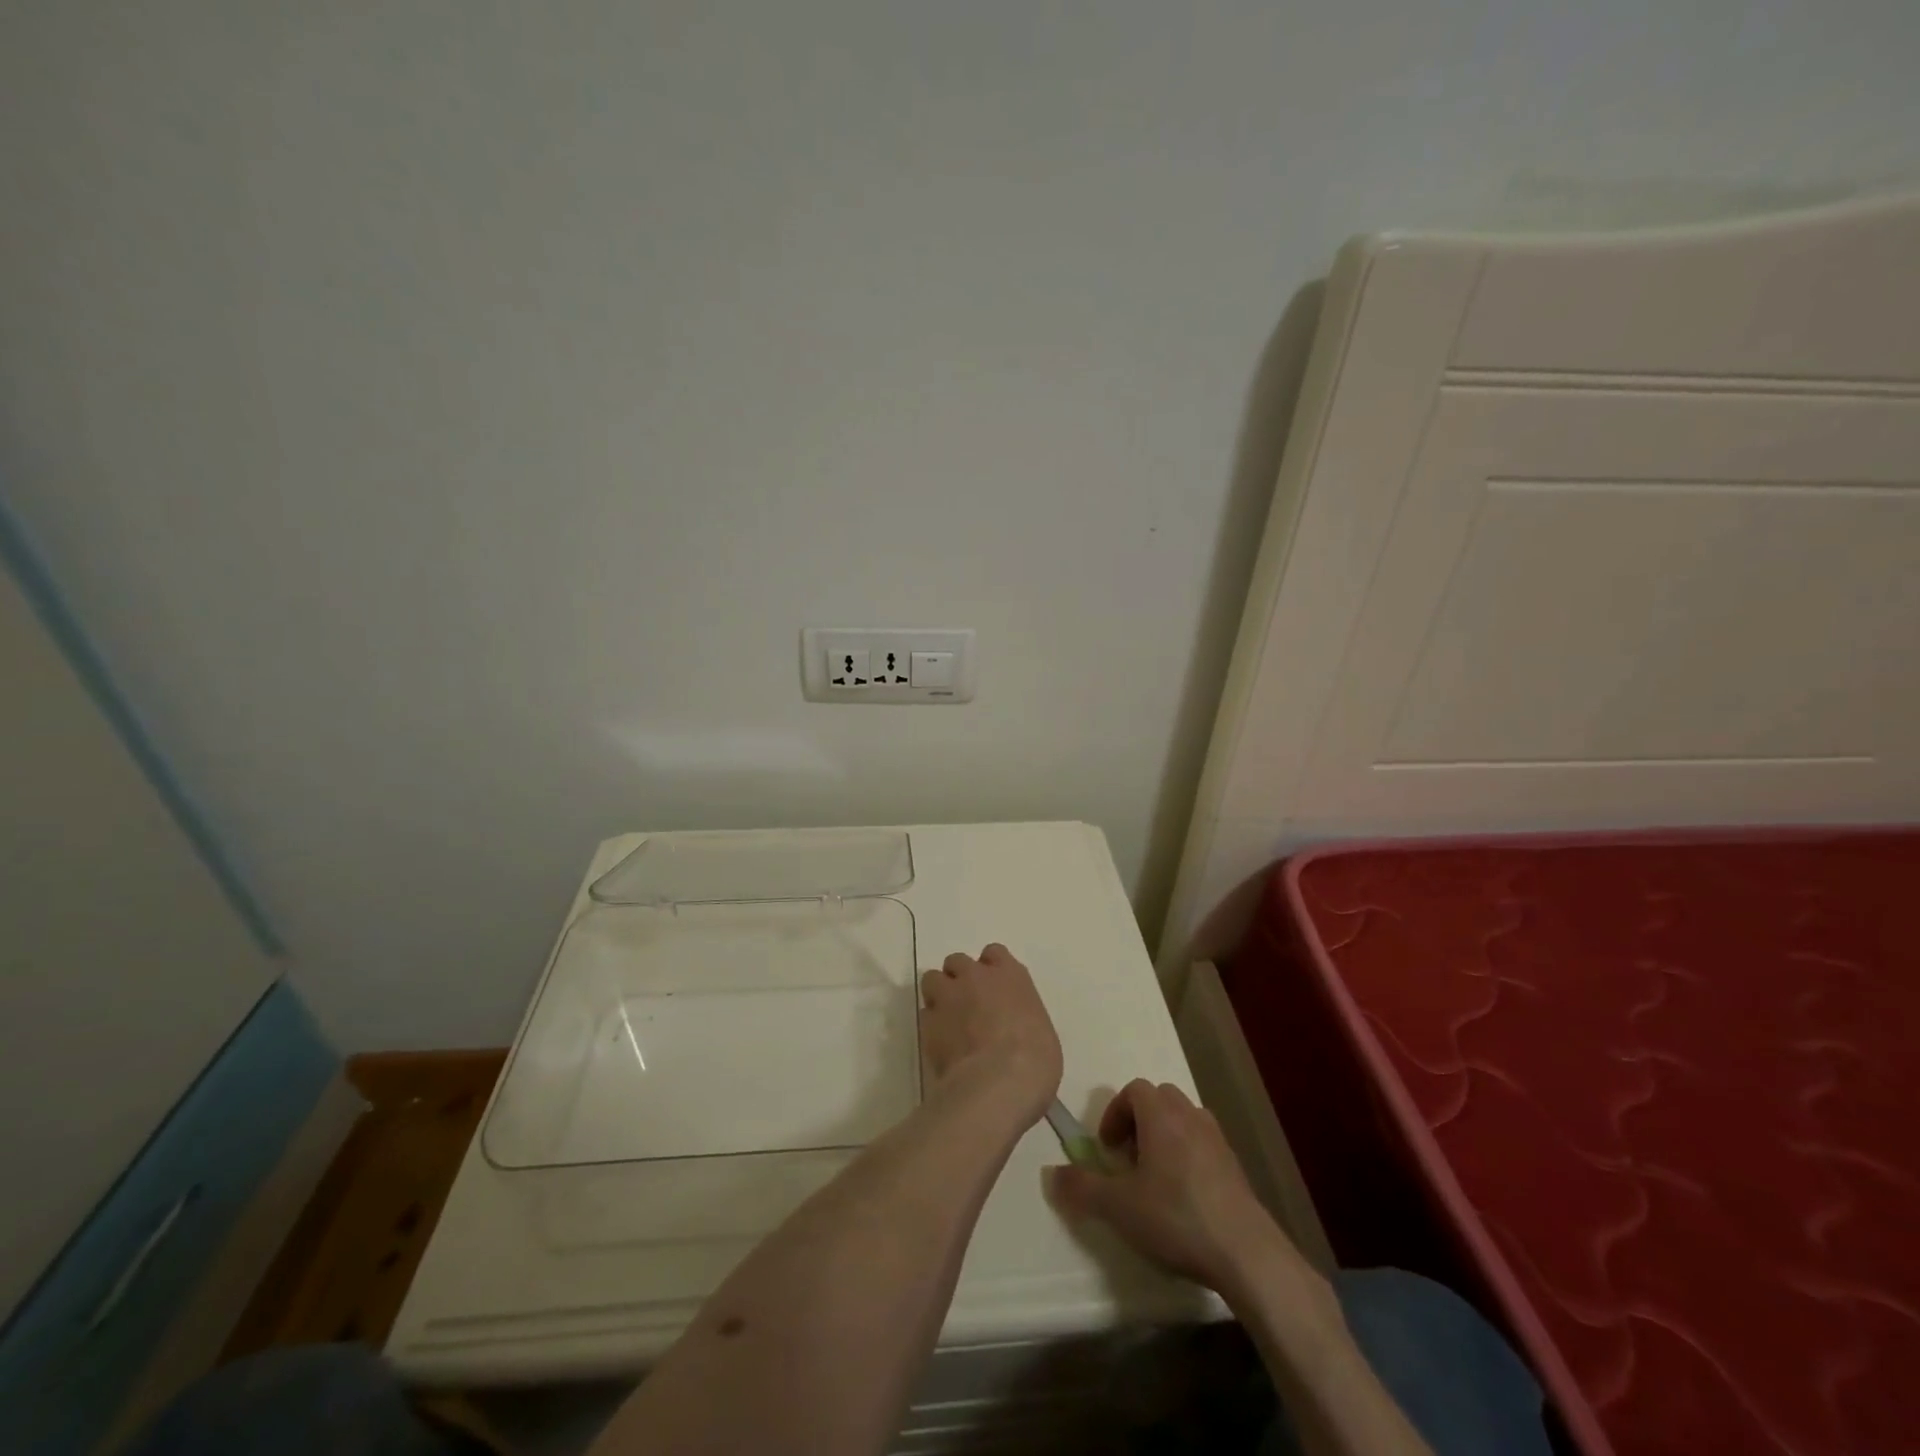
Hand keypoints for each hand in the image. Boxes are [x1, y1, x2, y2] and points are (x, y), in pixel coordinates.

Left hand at [919, 944, 1062, 1126]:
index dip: (991, 968)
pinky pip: (925, 1015)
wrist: (998, 1083)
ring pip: (933, 980)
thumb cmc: (1034, 1059)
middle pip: (958, 962)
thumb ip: (1021, 1018)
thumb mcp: (1041, 1033)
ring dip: (939, 994)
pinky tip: (942, 1045)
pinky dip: (931, 1025)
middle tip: (967, 1003)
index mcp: (1010, 975)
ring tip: (948, 1019)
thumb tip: (1012, 1029)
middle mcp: (975, 977)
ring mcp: (948, 997)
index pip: (994, 953)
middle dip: (960, 978)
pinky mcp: (927, 1023)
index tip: (994, 987)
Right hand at [1048, 1079, 1291, 1294]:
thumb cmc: (1176, 1217)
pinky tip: (1184, 1199)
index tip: (1107, 1148)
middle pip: (1161, 1099)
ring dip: (1166, 1137)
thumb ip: (1082, 1187)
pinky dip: (1189, 1157)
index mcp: (1161, 1116)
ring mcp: (1218, 1141)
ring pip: (1185, 1120)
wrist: (1246, 1253)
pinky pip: (1205, 1145)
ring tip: (1155, 1178)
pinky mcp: (1236, 1168)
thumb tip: (1052, 1173)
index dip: (1115, 1113)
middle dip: (1140, 1121)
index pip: (1135, 1089)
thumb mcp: (1118, 1207)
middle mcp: (1190, 1117)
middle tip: (1129, 1159)